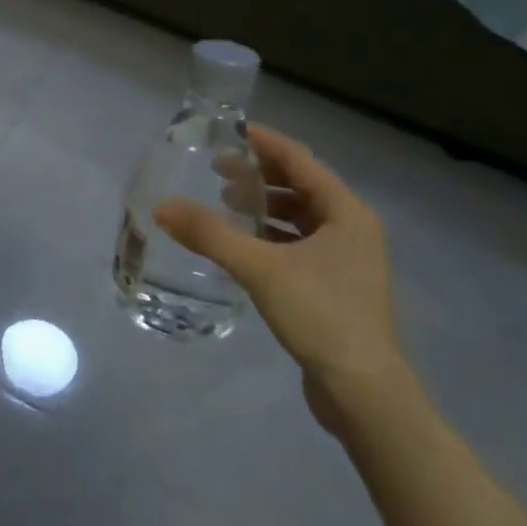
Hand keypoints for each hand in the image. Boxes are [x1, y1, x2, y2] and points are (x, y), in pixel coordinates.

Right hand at [154, 125, 410, 429]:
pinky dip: (270, 235)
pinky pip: (299, 244)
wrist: (365, 393)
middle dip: (259, 175)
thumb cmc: (322, 315)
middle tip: (216, 168)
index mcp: (347, 213)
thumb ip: (209, 234)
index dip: (264, 143)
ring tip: (225, 202)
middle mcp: (352, 229)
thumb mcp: (260, 268)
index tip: (228, 132)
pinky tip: (241, 244)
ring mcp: (348, 260)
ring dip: (264, 205)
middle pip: (301, 186)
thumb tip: (161, 206)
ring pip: (300, 217)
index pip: (300, 160)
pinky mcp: (336, 287)